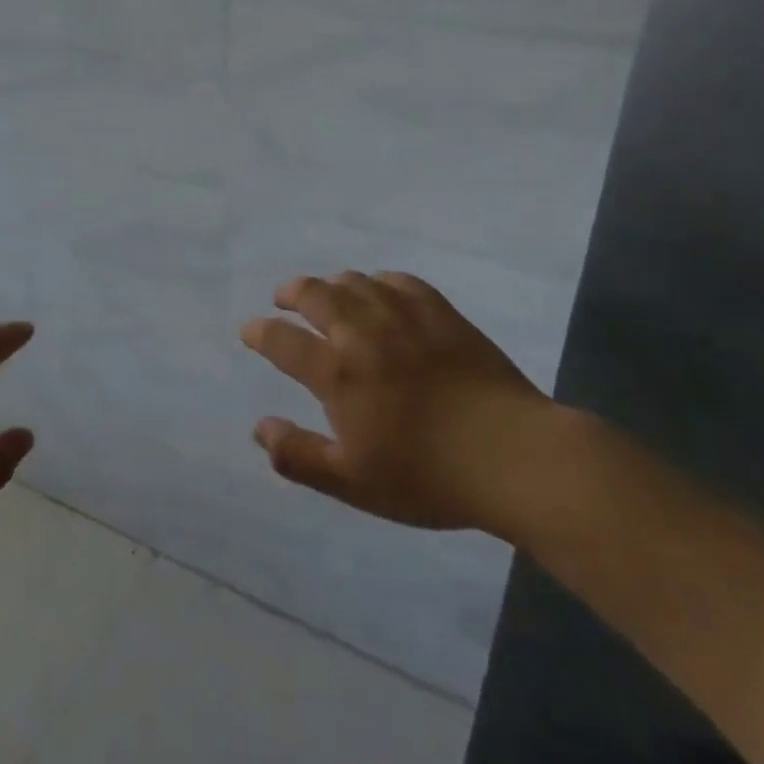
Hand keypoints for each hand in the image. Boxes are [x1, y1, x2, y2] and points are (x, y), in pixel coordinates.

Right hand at [241, 271, 561, 538]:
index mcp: (338, 374)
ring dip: (332, 284)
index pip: (283, 341)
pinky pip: (400, 281)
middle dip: (292, 292)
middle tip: (283, 298)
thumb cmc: (428, 477)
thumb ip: (299, 455)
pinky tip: (380, 289)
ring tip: (326, 293)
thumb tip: (259, 429)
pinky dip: (379, 281)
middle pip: (316, 295)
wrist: (513, 457)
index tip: (250, 331)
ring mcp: (405, 318)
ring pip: (356, 283)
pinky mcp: (442, 314)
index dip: (261, 333)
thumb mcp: (353, 482)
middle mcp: (364, 334)